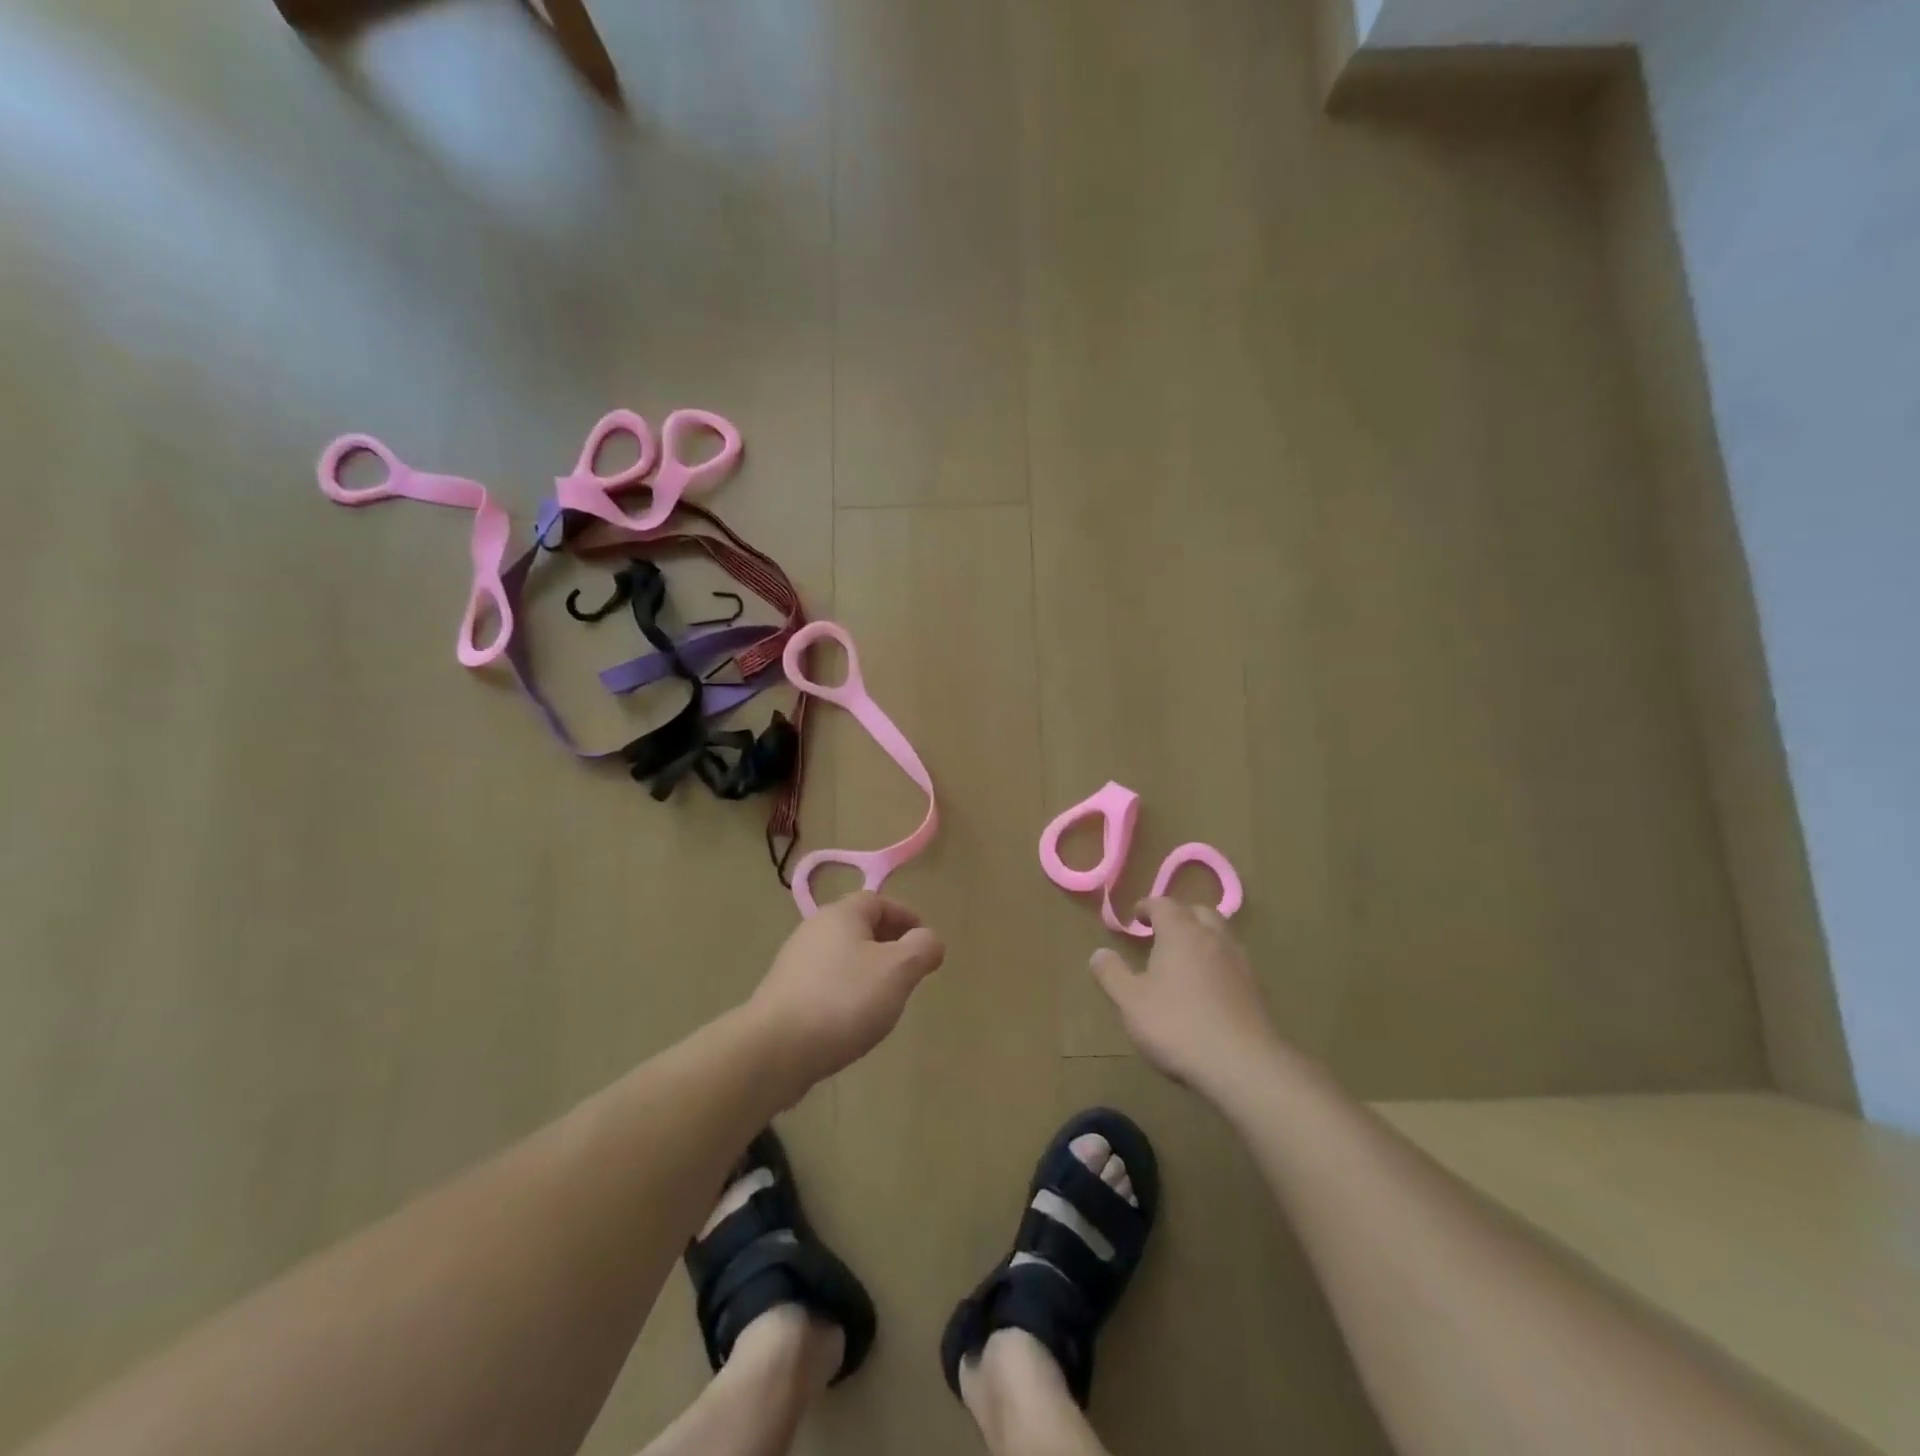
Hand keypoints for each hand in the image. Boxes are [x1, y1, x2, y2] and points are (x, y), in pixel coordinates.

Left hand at [747, 892, 945, 1091]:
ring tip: (884, 999)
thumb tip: (930, 939)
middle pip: (858, 927)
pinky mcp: (784, 994)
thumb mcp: (898, 970)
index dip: (905, 917)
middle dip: (887, 944)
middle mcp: (814, 929)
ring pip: (842, 956)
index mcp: (841, 914)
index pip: (879, 900)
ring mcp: (794, 963)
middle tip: (908, 971)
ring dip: (866, 970)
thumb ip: (922, 948)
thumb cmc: (844, 1000)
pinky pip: (825, 982)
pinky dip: (845, 992)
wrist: (774, 1049)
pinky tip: (852, 1020)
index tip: (924, 942)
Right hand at [1090, 899, 1284, 1098]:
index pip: (1163, 904)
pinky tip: (1208, 988)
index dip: (1147, 907)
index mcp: (1181, 932)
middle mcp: (1213, 938)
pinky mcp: (1256, 988)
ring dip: (1202, 937)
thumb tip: (1099, 953)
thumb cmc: (1177, 1026)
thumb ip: (1112, 974)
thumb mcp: (1131, 1002)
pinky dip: (1218, 963)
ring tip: (1185, 959)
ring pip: (1220, 935)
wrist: (1243, 1065)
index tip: (1136, 918)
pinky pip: (1232, 961)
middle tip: (1162, 933)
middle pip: (1198, 912)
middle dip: (1179, 916)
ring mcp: (1239, 962)